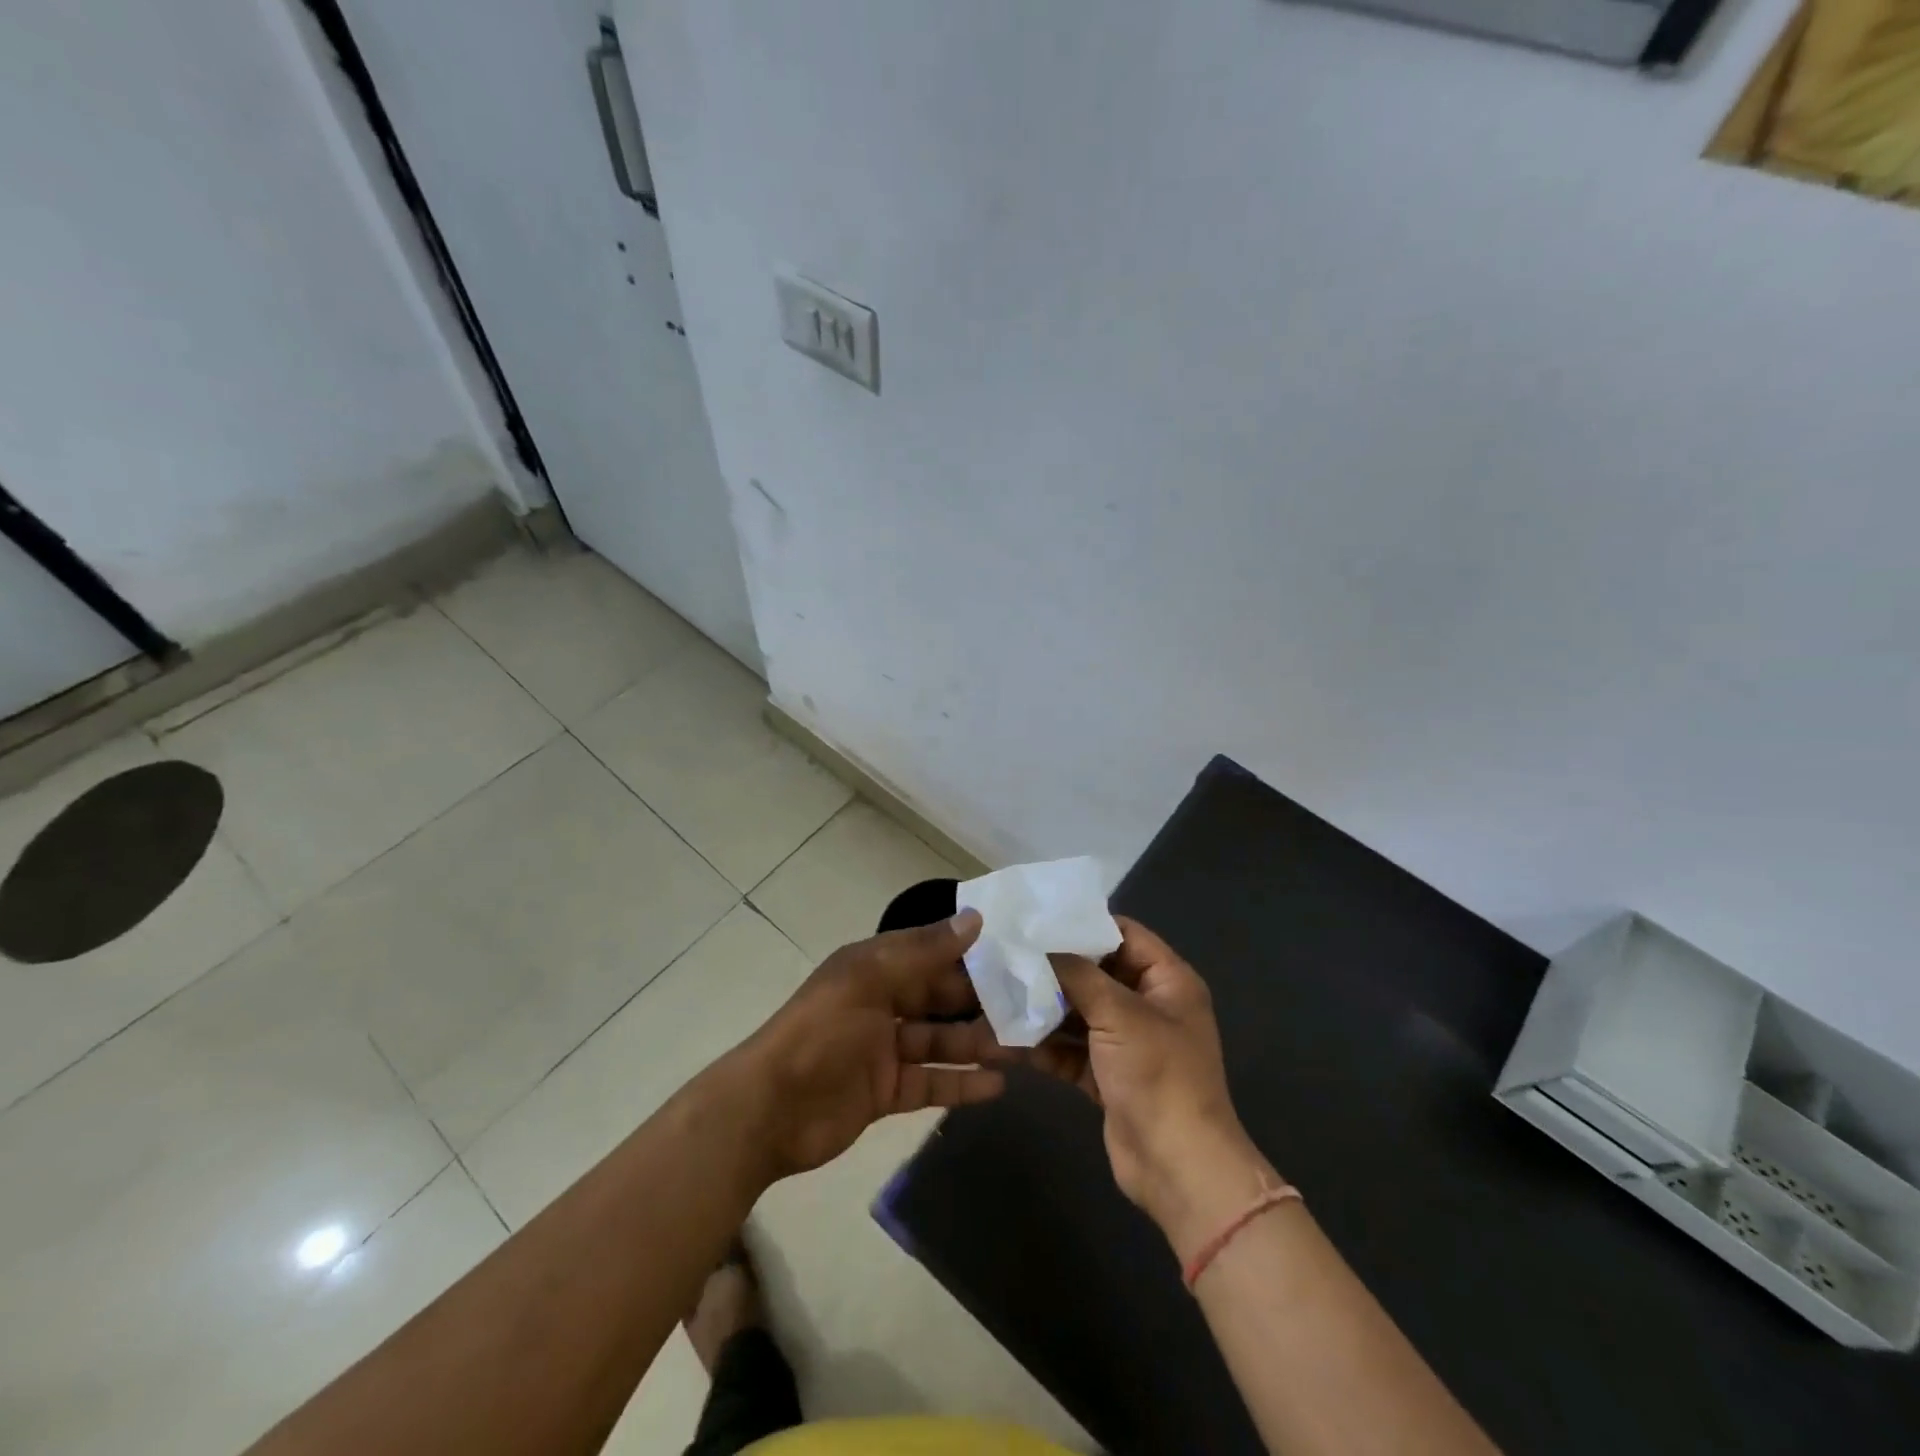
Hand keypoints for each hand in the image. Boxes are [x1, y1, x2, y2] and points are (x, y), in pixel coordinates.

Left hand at [732, 909, 1004, 1178]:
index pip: (930, 954)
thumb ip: (925, 951)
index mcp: (874, 967)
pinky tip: (996, 1086)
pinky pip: (930, 1083)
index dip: (969, 956)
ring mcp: (883, 1050)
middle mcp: (881, 1003)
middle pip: (939, 999)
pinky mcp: (885, 1092)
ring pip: (940, 1042)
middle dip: (980, 1003)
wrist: (769, 1110)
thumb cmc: (821, 1031)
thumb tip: (975, 918)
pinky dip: (960, 1085)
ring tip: (1022, 1049)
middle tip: (1030, 1009)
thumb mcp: (870, 979)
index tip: (1015, 958)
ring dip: (976, 1044)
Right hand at [1036, 919, 1278, 1257]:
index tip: (1039, 919)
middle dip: (1055, 969)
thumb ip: (1077, 975)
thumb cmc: (1158, 1075)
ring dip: (1044, 1009)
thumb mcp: (1119, 1014)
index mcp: (1168, 981)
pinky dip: (1045, 1045)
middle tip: (1008, 956)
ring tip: (998, 994)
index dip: (1085, 925)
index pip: (1125, 935)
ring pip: (1080, 1013)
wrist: (1178, 1167)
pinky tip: (1006, 1038)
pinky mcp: (1108, 1075)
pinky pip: (1072, 1049)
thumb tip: (1040, 947)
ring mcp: (1128, 1043)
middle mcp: (1149, 1005)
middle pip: (1097, 974)